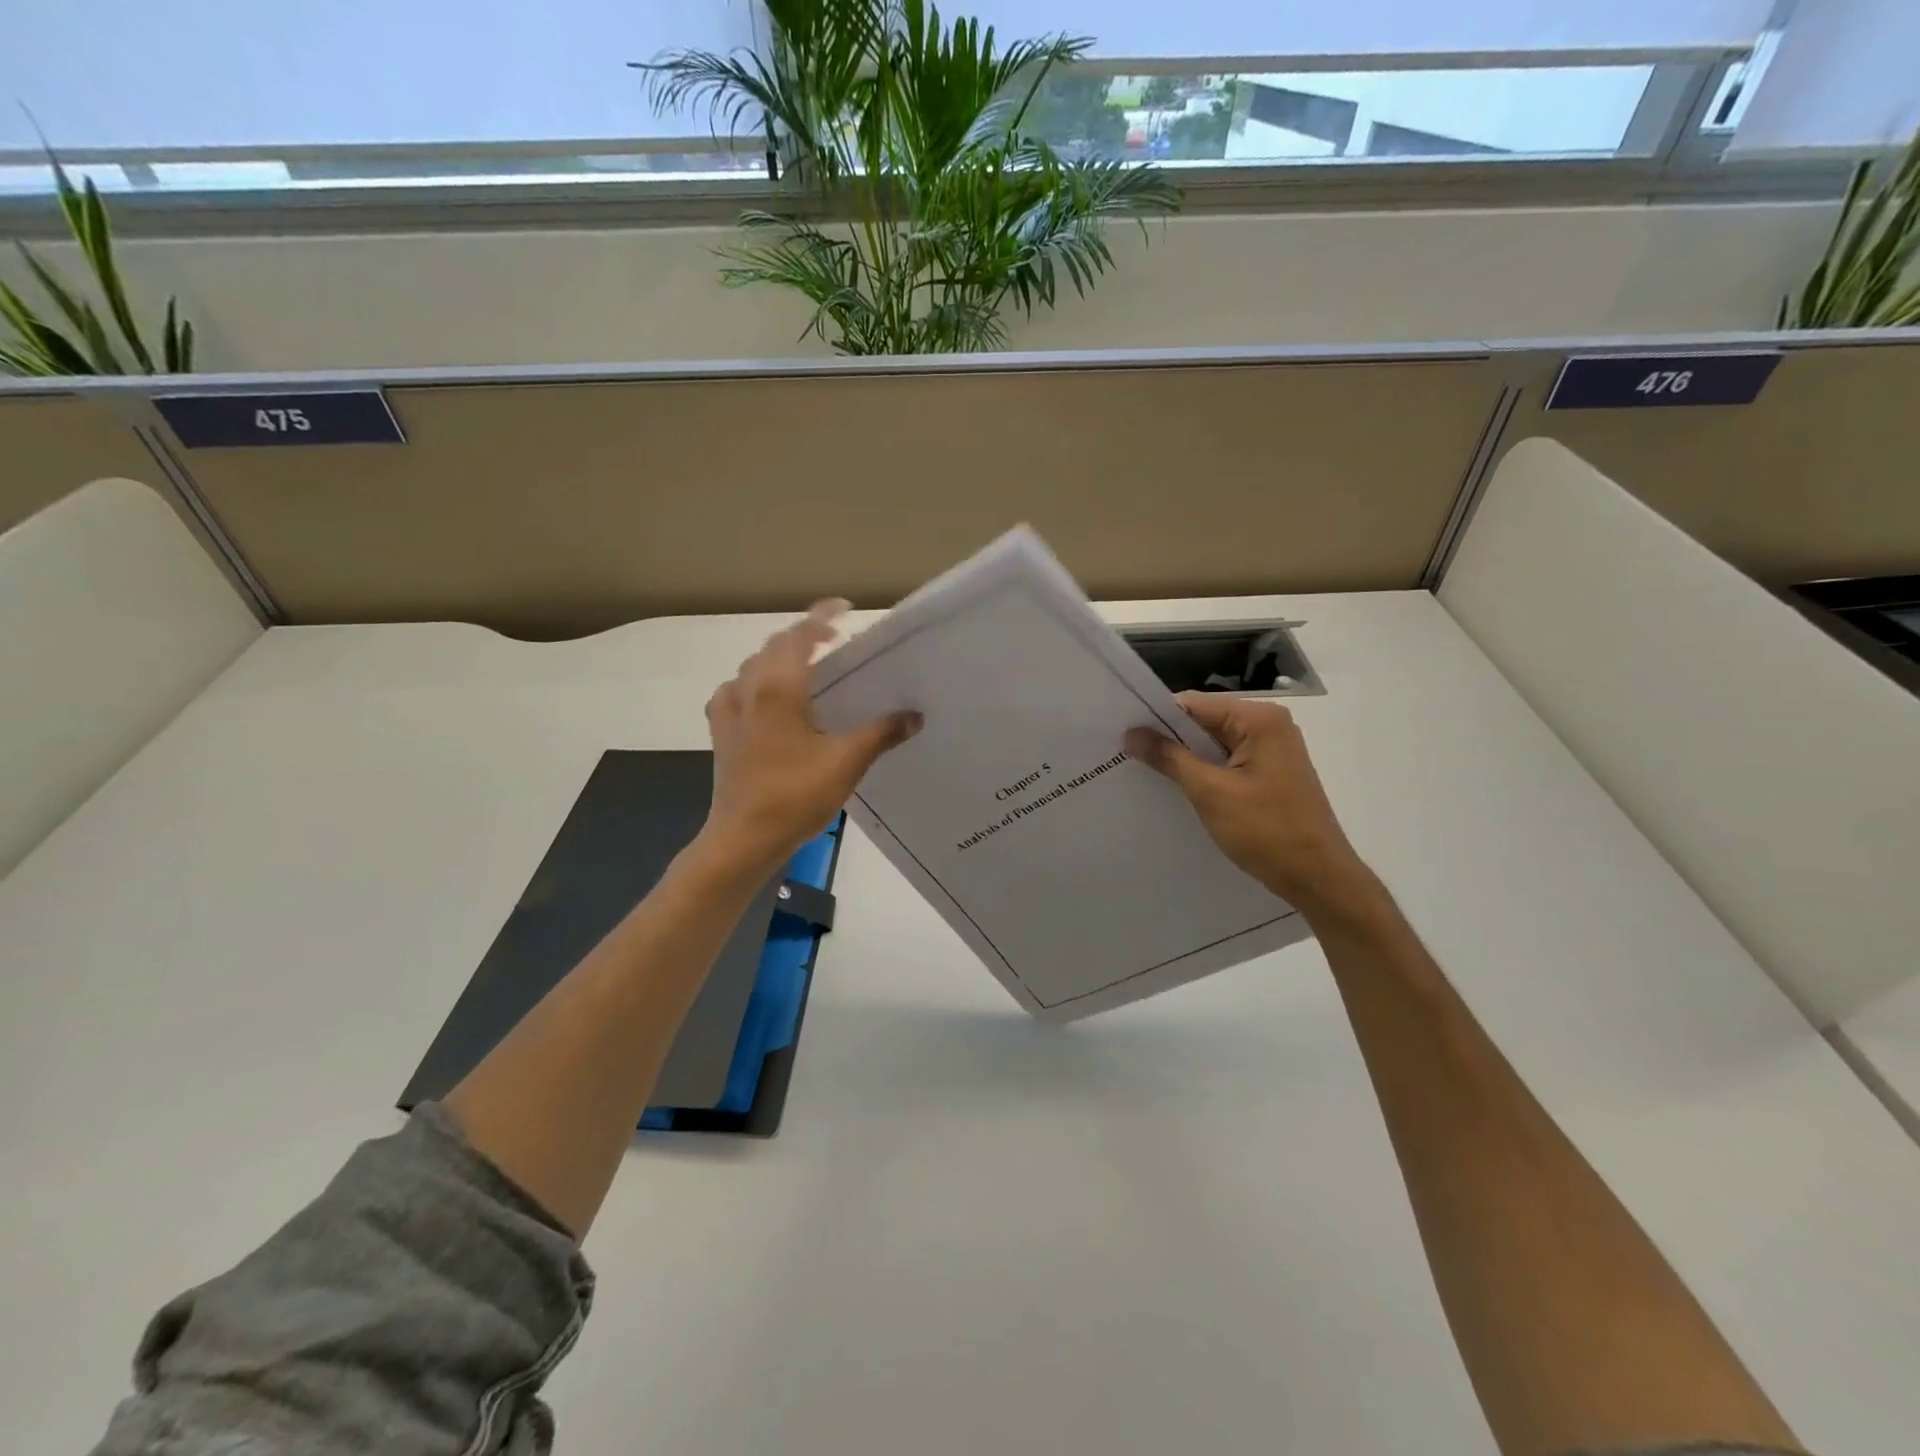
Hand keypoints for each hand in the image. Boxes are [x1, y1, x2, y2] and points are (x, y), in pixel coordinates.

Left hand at [698, 600, 920, 876]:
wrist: (743, 838)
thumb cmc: (795, 796)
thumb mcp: (847, 762)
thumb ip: (882, 733)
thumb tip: (915, 715)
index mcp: (779, 688)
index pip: (800, 635)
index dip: (822, 616)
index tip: (845, 609)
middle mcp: (750, 688)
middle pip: (775, 646)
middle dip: (804, 634)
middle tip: (834, 637)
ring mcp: (729, 709)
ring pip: (754, 666)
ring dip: (780, 656)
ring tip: (806, 664)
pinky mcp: (721, 730)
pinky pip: (738, 690)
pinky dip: (757, 681)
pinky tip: (767, 699)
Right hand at [1126, 693, 1378, 921]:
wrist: (1318, 879)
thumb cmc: (1266, 831)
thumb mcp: (1210, 793)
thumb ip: (1169, 758)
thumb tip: (1131, 733)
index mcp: (1259, 719)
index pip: (1193, 704)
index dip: (1156, 717)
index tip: (1121, 733)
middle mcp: (1268, 726)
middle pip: (1203, 721)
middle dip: (1167, 738)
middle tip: (1125, 753)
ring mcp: (1272, 750)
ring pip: (1213, 744)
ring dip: (1183, 758)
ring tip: (1143, 771)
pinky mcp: (1270, 774)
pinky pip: (1226, 762)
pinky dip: (1202, 772)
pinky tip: (1177, 788)